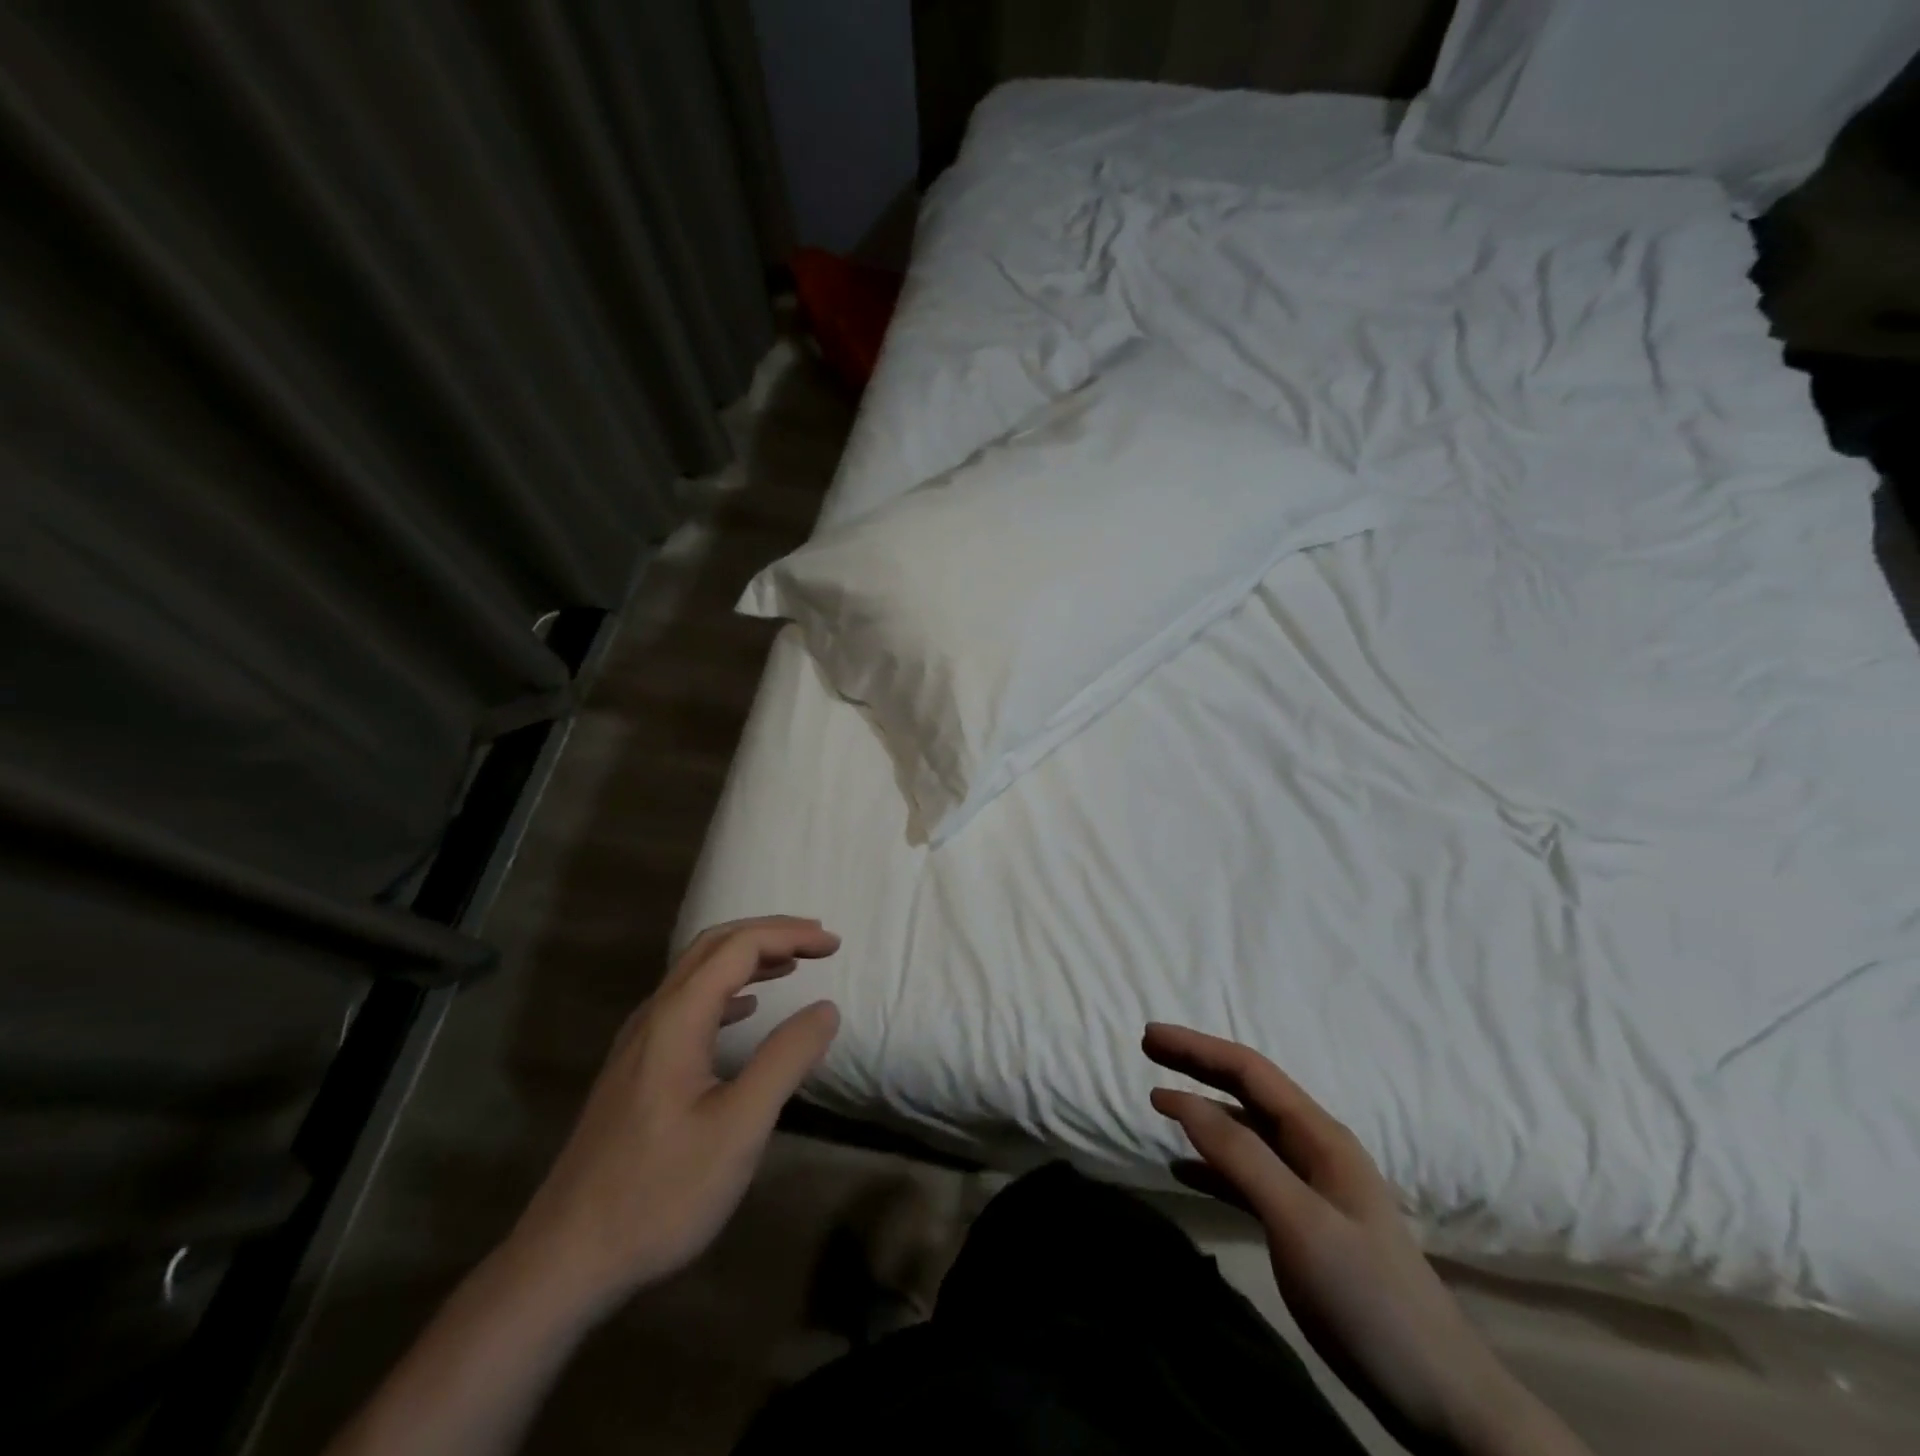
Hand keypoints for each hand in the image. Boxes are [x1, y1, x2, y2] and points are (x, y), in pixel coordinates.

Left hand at [503, 917, 840, 1320]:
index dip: (789, 935)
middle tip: (816, 943)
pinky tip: (746, 1010)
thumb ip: (785, 1060)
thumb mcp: (738, 1128)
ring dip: (748, 958)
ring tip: (792, 965)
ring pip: (697, 973)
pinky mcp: (636, 1070)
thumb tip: (825, 1008)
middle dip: (769, 934)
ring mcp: (639, 1042)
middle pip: (713, 946)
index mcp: (677, 1018)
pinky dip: (727, 990)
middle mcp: (654, 1016)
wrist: (565, 1260)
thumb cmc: (660, 1192)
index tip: (834, 945)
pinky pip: (688, 1004)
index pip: (738, 946)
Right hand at [1143, 1024, 1589, 1455]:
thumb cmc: (1367, 1297)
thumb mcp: (1298, 1220)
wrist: (1438, 1396)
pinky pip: (1247, 1177)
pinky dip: (1212, 1165)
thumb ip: (1240, 1155)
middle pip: (1247, 1092)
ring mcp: (1311, 1188)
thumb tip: (1181, 1098)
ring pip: (1245, 1131)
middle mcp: (1314, 1149)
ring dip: (1202, 1111)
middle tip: (1148, 1048)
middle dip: (1198, 1065)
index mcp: (1319, 1136)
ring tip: (1158, 1100)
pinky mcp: (1303, 1225)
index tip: (1150, 1035)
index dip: (1198, 1048)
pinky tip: (1182, 1170)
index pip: (1250, 1071)